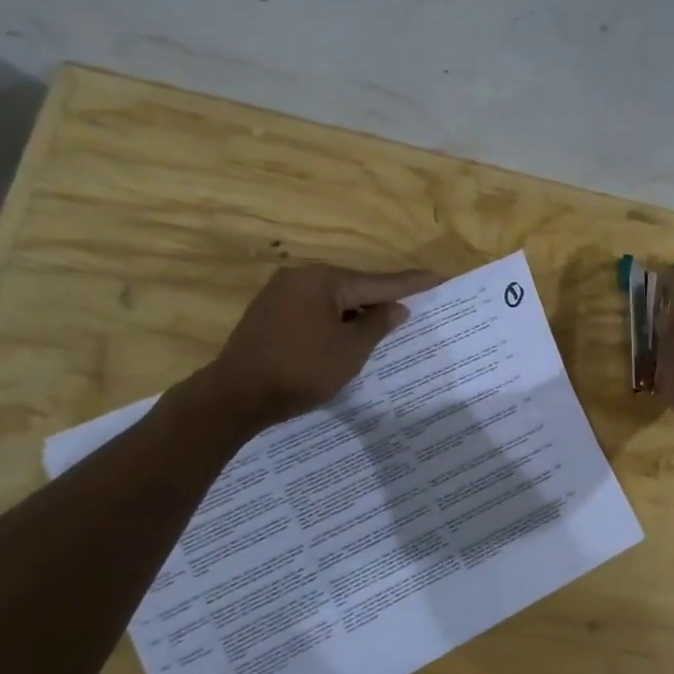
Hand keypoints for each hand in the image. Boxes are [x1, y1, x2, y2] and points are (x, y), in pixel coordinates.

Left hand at [203, 263, 440, 427]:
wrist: (234, 396)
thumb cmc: (300, 371)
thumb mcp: (349, 351)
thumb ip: (377, 325)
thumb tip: (396, 308)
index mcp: (323, 280)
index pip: (378, 282)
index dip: (411, 283)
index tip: (438, 276)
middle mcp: (301, 277)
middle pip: (354, 286)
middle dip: (381, 299)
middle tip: (413, 306)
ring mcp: (280, 293)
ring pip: (333, 298)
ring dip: (356, 312)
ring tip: (382, 325)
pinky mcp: (268, 312)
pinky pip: (314, 308)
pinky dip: (334, 319)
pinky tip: (345, 334)